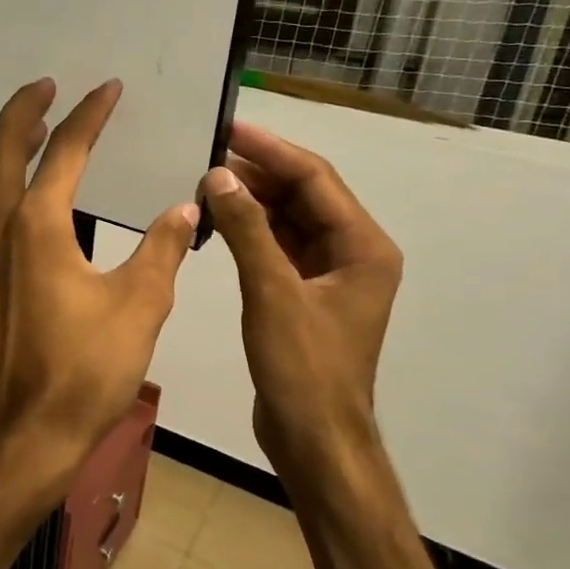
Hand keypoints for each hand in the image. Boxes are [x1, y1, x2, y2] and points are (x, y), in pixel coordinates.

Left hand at [0, 78, 197, 500]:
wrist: (28, 429)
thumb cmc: (86, 368)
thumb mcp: (140, 304)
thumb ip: (163, 248)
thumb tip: (186, 206)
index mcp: (38, 225)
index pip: (64, 151)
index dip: (89, 114)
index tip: (108, 88)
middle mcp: (1, 229)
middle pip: (0, 149)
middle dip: (23, 111)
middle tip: (48, 87)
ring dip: (9, 146)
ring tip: (38, 129)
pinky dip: (4, 183)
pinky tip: (29, 197)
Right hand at [200, 121, 401, 471]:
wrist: (314, 439)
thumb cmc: (303, 368)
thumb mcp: (271, 294)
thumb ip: (247, 231)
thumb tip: (218, 175)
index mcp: (363, 247)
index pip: (316, 180)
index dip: (272, 151)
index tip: (229, 128)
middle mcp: (353, 253)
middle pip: (304, 196)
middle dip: (259, 173)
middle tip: (207, 151)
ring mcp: (329, 275)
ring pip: (289, 221)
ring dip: (252, 201)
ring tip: (206, 180)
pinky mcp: (304, 295)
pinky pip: (278, 247)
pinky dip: (250, 232)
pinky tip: (218, 220)